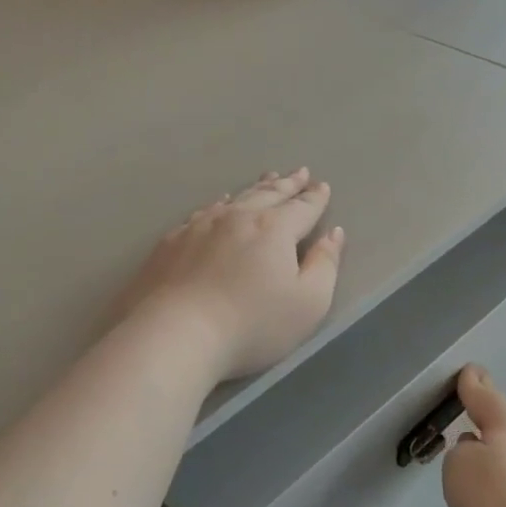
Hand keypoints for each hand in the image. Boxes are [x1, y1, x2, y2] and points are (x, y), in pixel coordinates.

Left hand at [115, 170, 343, 382]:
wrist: (176, 334)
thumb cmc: (252, 325)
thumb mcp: (308, 303)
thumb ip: (325, 265)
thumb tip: (333, 234)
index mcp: (274, 229)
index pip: (302, 208)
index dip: (315, 198)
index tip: (322, 186)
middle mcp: (238, 218)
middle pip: (268, 194)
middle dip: (287, 184)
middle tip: (299, 172)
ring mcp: (200, 226)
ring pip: (235, 199)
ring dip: (255, 188)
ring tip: (266, 178)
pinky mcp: (172, 242)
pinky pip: (202, 212)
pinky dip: (218, 204)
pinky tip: (218, 205)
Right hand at [442, 366, 505, 506]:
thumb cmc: (494, 499)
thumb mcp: (457, 466)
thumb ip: (462, 450)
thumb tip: (479, 451)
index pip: (484, 393)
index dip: (471, 383)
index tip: (469, 371)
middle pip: (504, 422)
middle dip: (487, 424)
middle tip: (467, 431)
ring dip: (501, 456)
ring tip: (482, 479)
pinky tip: (503, 502)